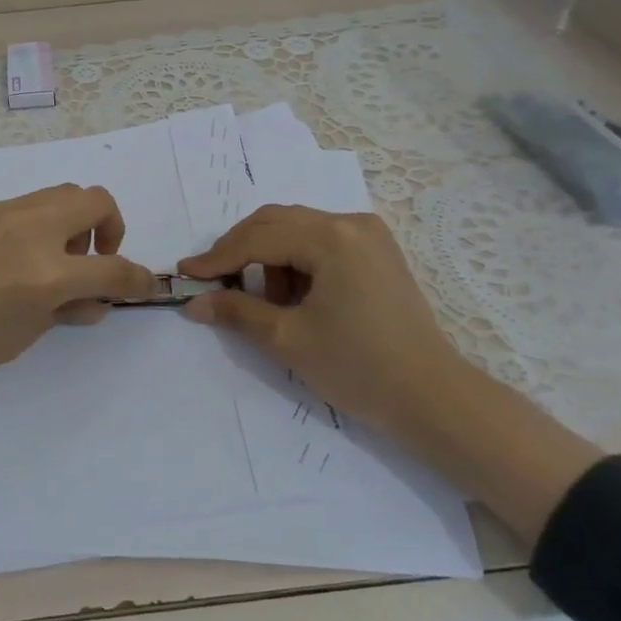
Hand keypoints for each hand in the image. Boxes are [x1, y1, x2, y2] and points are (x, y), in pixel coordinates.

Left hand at [0, 185, 154, 496]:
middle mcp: (32, 229)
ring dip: (74, 221)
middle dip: (110, 230)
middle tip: (91, 264)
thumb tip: (92, 301)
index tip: (144, 288)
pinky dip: (41, 223)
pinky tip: (13, 257)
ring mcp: (2, 212)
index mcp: (47, 272)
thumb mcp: (16, 339)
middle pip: (95, 200)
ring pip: (60, 193)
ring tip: (52, 261)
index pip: (114, 270)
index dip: (138, 280)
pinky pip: (26, 204)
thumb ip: (61, 313)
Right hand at [178, 205, 465, 431]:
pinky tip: (297, 297)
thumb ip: (236, 311)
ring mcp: (369, 235)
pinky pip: (322, 241)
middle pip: (276, 221)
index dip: (217, 257)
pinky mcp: (378, 251)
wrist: (434, 398)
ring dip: (270, 256)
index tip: (186, 274)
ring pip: (298, 229)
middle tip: (214, 282)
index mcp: (331, 238)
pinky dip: (298, 261)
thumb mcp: (288, 339)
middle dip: (240, 250)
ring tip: (269, 303)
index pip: (258, 238)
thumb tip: (194, 302)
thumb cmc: (358, 368)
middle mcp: (350, 223)